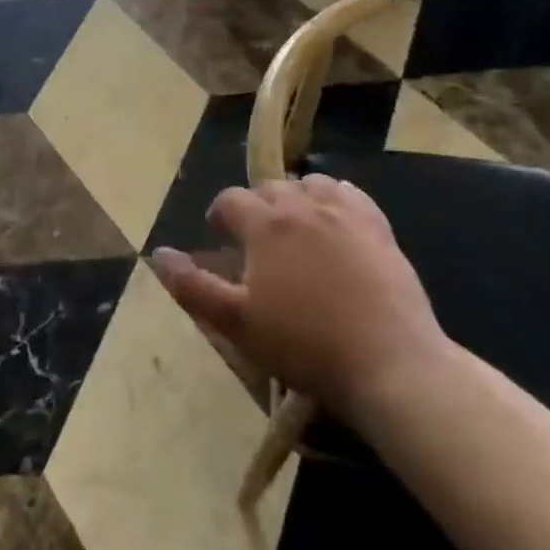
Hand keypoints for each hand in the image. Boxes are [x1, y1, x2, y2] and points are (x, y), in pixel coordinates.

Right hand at [151, 175, 453, 422]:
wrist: (392, 365)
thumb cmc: (306, 346)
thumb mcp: (237, 323)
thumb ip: (192, 285)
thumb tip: (158, 253)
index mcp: (265, 225)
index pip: (230, 200)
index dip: (219, 215)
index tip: (219, 238)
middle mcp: (303, 206)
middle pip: (269, 187)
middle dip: (255, 206)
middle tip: (255, 241)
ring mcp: (345, 214)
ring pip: (310, 184)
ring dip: (295, 198)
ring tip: (294, 228)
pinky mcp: (379, 228)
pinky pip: (350, 194)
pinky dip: (334, 198)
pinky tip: (335, 222)